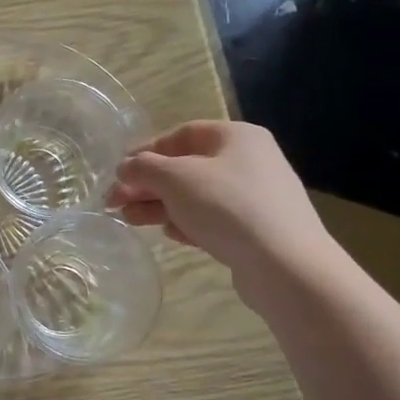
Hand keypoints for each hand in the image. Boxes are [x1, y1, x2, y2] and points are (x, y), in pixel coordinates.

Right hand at [107, 121, 337, 301]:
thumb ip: (143, 168)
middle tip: (114, 202)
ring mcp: (255, 197)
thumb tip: (125, 167)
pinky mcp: (255, 230)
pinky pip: (212, 219)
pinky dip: (187, 223)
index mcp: (235, 136)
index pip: (180, 135)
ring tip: (130, 220)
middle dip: (147, 184)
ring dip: (160, 205)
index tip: (118, 172)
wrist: (285, 265)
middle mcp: (249, 161)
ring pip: (195, 196)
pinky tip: (171, 235)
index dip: (145, 151)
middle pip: (185, 167)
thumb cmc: (227, 207)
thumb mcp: (175, 179)